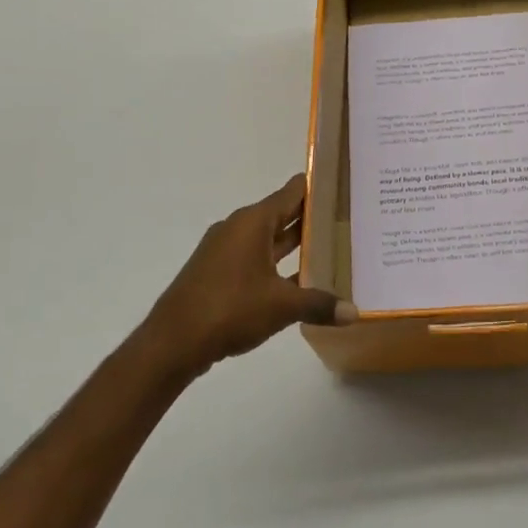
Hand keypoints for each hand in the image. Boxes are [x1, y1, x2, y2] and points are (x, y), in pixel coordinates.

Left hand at [136, 174, 354, 377]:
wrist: (172, 342)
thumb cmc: (230, 309)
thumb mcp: (282, 306)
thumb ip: (320, 304)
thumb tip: (354, 312)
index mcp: (253, 222)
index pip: (292, 192)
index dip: (317, 187)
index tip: (343, 185)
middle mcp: (238, 228)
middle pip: (281, 215)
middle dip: (312, 218)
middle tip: (347, 219)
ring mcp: (224, 251)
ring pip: (268, 240)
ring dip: (295, 244)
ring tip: (330, 248)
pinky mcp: (217, 273)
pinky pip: (255, 259)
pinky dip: (277, 264)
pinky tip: (299, 281)